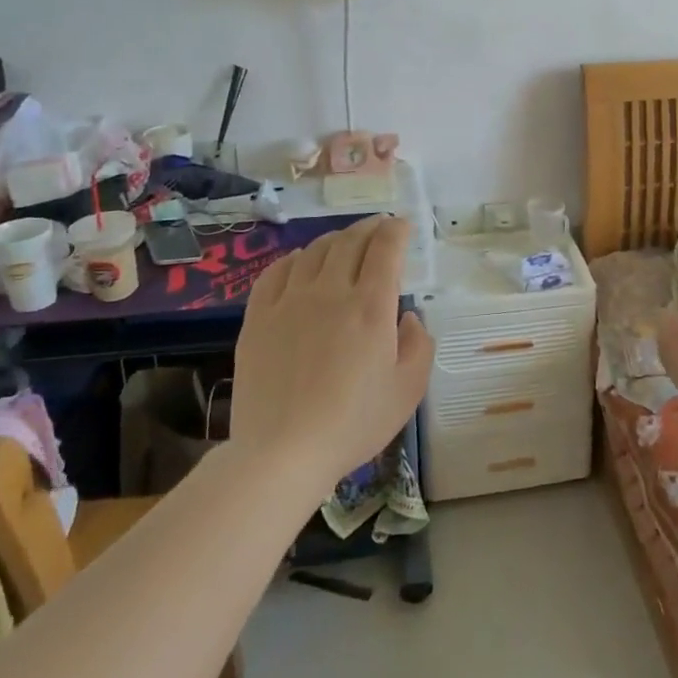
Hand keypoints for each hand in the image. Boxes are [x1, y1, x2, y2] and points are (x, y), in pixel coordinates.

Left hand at [231, 216, 432, 488]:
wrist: (282, 452)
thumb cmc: (354, 423)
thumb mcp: (408, 390)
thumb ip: (419, 345)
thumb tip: (409, 317)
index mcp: (371, 307)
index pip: (385, 248)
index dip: (397, 229)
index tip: (403, 225)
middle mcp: (331, 292)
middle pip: (350, 241)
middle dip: (369, 227)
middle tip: (380, 226)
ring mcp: (290, 302)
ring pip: (314, 251)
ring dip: (335, 239)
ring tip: (345, 242)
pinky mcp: (258, 318)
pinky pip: (276, 272)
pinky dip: (293, 259)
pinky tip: (299, 262)